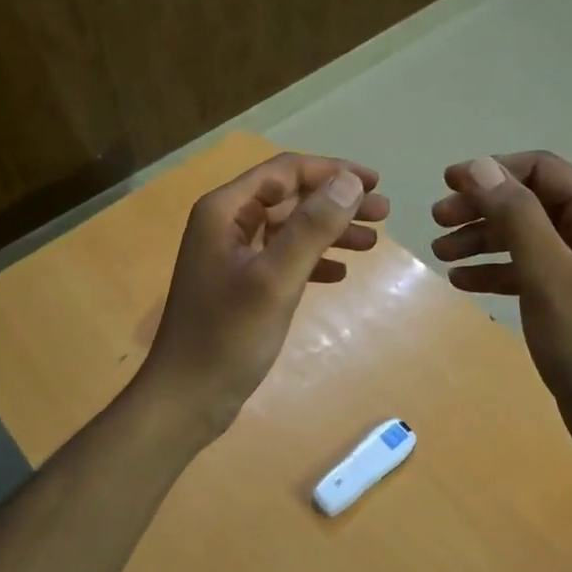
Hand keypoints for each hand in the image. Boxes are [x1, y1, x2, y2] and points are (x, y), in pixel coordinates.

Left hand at [144, 151, 390, 437]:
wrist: (186, 399)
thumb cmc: (228, 336)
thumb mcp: (275, 278)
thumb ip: (312, 227)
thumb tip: (350, 181)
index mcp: (225, 210)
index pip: (285, 172)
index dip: (332, 171)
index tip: (374, 182)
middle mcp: (227, 223)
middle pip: (290, 197)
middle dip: (337, 202)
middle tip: (384, 212)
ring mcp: (233, 255)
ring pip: (290, 228)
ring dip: (330, 230)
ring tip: (373, 242)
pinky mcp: (241, 284)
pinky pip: (284, 257)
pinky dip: (314, 260)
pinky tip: (341, 273)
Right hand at [431, 151, 571, 481]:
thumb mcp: (547, 275)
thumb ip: (516, 216)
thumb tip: (480, 166)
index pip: (542, 169)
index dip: (492, 170)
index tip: (447, 183)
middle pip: (530, 200)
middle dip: (481, 207)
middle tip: (437, 220)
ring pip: (525, 232)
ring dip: (482, 238)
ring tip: (440, 252)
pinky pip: (528, 266)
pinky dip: (496, 268)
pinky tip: (462, 280)